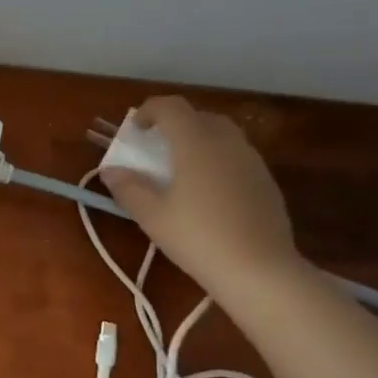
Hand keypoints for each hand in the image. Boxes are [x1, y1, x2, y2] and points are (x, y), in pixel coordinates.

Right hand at [99, 96, 301, 297]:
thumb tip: (111, 170)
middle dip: (175, 125)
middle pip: (199, 116)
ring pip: (222, 135)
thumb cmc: (197, 237)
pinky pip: (237, 157)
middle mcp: (227, 143)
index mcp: (195, 143)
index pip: (171, 107)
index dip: (149, 111)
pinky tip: (208, 193)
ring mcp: (252, 161)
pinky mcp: (266, 182)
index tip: (135, 131)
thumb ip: (128, 188)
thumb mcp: (151, 216)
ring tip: (181, 171)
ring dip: (198, 142)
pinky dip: (217, 160)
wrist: (259, 270)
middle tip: (157, 149)